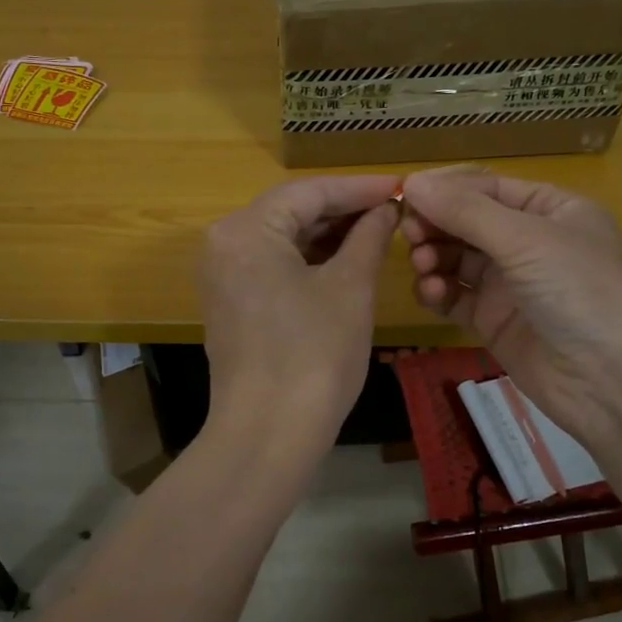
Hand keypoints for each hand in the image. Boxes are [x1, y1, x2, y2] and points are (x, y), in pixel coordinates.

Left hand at [198, 174, 401, 454]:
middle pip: (291, 211)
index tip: (398, 186)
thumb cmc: (314, 355)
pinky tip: (345, 260)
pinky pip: (273, 265)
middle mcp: (224, 243)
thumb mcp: (350, 288)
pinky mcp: (230, 302)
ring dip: (328, 235)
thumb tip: (385, 210)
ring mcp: (222, 275)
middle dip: (343, 210)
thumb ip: (368, 237)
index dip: (358, 188)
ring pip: (283, 239)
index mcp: (247, 230)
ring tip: (377, 232)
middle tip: (393, 210)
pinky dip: (308, 260)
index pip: (309, 191)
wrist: (268, 434)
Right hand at [400, 169, 621, 451]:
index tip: (405, 194)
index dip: (446, 189)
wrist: (612, 381)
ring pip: (457, 259)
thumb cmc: (579, 290)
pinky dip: (439, 292)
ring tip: (423, 267)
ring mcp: (511, 283)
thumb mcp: (526, 239)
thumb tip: (412, 181)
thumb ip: (466, 211)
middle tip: (409, 234)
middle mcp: (530, 242)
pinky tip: (432, 294)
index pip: (487, 188)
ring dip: (434, 258)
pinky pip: (456, 297)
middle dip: (436, 225)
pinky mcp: (495, 321)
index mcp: (551, 209)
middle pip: (468, 222)